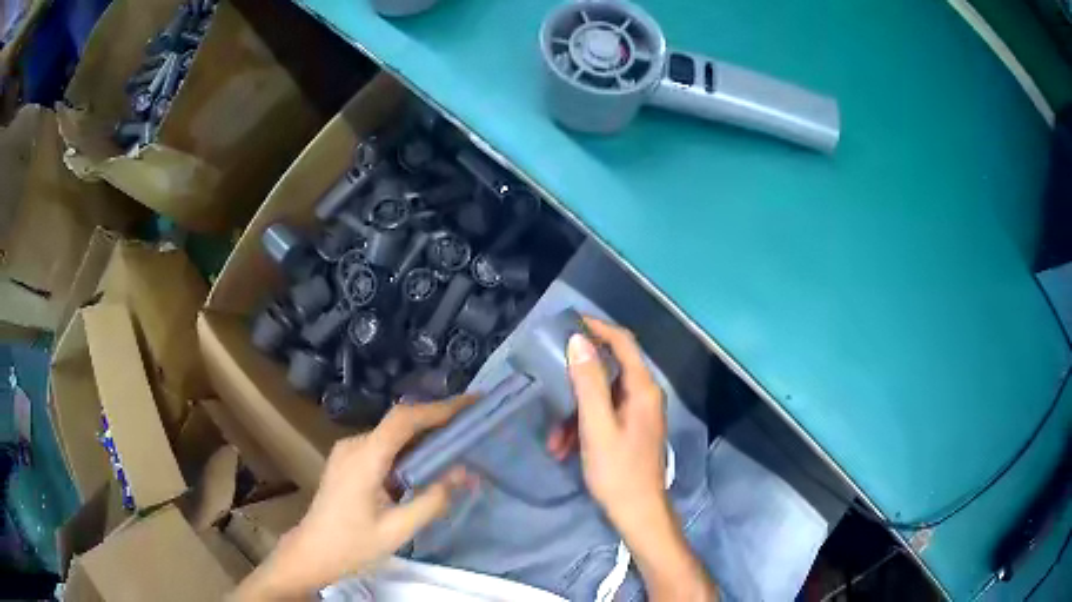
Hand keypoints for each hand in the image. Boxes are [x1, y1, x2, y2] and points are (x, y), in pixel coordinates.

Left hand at [233, 396, 474, 599]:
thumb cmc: (352, 544)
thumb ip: (431, 500)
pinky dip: (410, 449)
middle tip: (473, 425)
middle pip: (399, 423)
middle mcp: (354, 445)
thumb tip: (464, 473)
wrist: (312, 552)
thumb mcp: (397, 530)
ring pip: (392, 435)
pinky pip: (384, 446)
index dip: (438, 408)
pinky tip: (428, 463)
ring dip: (424, 436)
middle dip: (437, 420)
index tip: (471, 403)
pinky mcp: (349, 461)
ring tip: (458, 443)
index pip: (403, 420)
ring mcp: (349, 451)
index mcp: (364, 458)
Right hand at [549, 318, 718, 601]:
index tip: (569, 323)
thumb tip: (579, 341)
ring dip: (574, 412)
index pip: (623, 343)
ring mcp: (638, 413)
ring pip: (601, 398)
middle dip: (576, 382)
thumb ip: (589, 383)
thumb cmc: (617, 471)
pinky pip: (603, 416)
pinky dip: (583, 427)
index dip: (597, 328)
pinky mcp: (631, 430)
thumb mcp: (597, 426)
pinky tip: (564, 449)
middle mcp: (644, 395)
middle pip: (609, 371)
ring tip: (554, 439)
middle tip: (550, 381)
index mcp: (642, 389)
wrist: (637, 513)